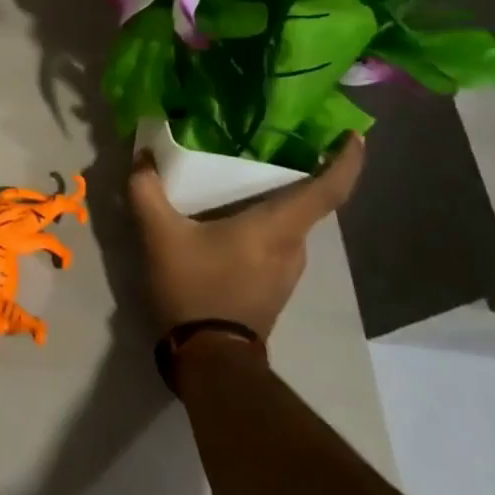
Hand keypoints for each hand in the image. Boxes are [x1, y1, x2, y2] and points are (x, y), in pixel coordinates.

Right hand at [127, 134, 365, 337]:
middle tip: (271, 142)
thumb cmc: (194, 289)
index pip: (329, 190)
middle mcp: (294, 247)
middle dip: (298, 172)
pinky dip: (265, 223)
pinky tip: (232, 218)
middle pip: (308, 203)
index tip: (352, 134)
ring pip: (290, 224)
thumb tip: (142, 156)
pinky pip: (277, 242)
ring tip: (245, 177)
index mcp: (278, 228)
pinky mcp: (275, 287)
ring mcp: (288, 272)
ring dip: (276, 200)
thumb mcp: (160, 236)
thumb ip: (147, 191)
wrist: (209, 360)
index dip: (346, 160)